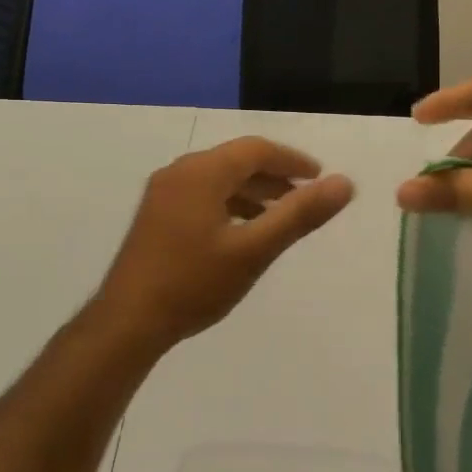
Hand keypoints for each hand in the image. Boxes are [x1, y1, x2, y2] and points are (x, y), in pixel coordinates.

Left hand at [88, 137, 354, 354]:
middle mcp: (179, 172)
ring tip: (278, 217)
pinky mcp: (155, 215)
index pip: (256, 149)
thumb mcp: (254, 250)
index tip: (320, 178)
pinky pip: (201, 195)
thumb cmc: (194, 283)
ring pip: (217, 179)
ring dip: (252, 192)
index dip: (292, 160)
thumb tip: (344, 183)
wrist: (128, 322)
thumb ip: (299, 215)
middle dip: (273, 176)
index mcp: (202, 172)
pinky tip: (241, 232)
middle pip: (235, 161)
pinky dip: (228, 204)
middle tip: (304, 197)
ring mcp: (162, 193)